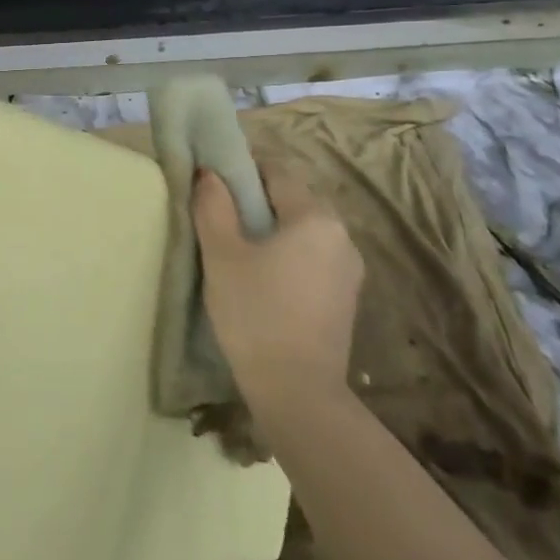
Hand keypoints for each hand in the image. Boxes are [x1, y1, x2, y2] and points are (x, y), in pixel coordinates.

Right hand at [194, 164, 362, 415]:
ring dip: (272, 230)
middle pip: (293, 200)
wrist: (297, 391)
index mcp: (315, 217)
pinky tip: (262, 278)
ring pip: (303, 231)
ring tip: (236, 249)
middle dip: (257, 201)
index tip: (213, 180)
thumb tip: (210, 174)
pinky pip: (312, 258)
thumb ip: (213, 207)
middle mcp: (342, 235)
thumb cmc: (255, 313)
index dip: (242, 169)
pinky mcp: (345, 298)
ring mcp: (349, 269)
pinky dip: (287, 256)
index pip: (277, 171)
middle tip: (218, 216)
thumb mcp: (222, 255)